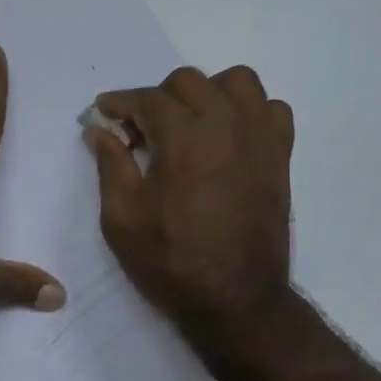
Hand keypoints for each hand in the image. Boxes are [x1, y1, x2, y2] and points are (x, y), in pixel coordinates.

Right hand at [84, 65, 294, 332]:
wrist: (235, 299)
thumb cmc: (170, 261)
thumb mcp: (121, 218)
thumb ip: (110, 164)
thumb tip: (99, 129)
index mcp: (183, 138)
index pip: (147, 99)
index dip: (119, 102)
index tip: (103, 113)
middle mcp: (225, 125)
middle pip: (188, 81)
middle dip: (157, 98)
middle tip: (141, 132)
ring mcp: (259, 138)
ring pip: (236, 82)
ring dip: (207, 93)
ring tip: (190, 125)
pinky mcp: (280, 156)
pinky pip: (271, 110)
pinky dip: (249, 112)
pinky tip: (230, 137)